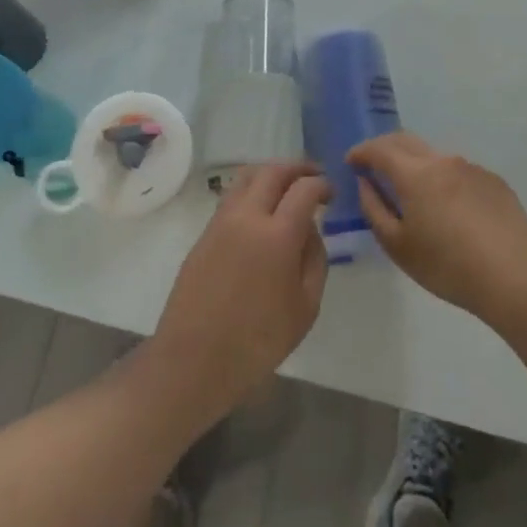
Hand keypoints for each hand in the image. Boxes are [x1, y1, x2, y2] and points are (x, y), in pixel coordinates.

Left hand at [150, 163, 330, 417]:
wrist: (195, 359)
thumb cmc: (258, 341)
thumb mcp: (305, 308)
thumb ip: (315, 260)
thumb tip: (310, 230)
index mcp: (277, 234)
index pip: (304, 188)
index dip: (322, 184)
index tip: (331, 192)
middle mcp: (247, 216)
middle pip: (273, 171)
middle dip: (297, 168)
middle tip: (313, 176)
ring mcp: (221, 221)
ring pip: (247, 176)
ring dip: (271, 174)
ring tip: (286, 187)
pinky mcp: (204, 232)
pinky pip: (232, 196)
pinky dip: (252, 190)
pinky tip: (262, 210)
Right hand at [351, 132, 526, 322]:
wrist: (516, 279)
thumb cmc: (448, 267)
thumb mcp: (398, 246)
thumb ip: (374, 209)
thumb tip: (366, 184)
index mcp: (415, 173)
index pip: (379, 149)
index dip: (361, 152)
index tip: (351, 163)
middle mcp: (443, 160)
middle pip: (406, 141)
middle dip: (385, 149)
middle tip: (374, 168)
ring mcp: (472, 168)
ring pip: (434, 156)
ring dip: (416, 165)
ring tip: (414, 193)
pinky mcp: (494, 182)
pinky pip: (459, 172)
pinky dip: (444, 180)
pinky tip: (451, 209)